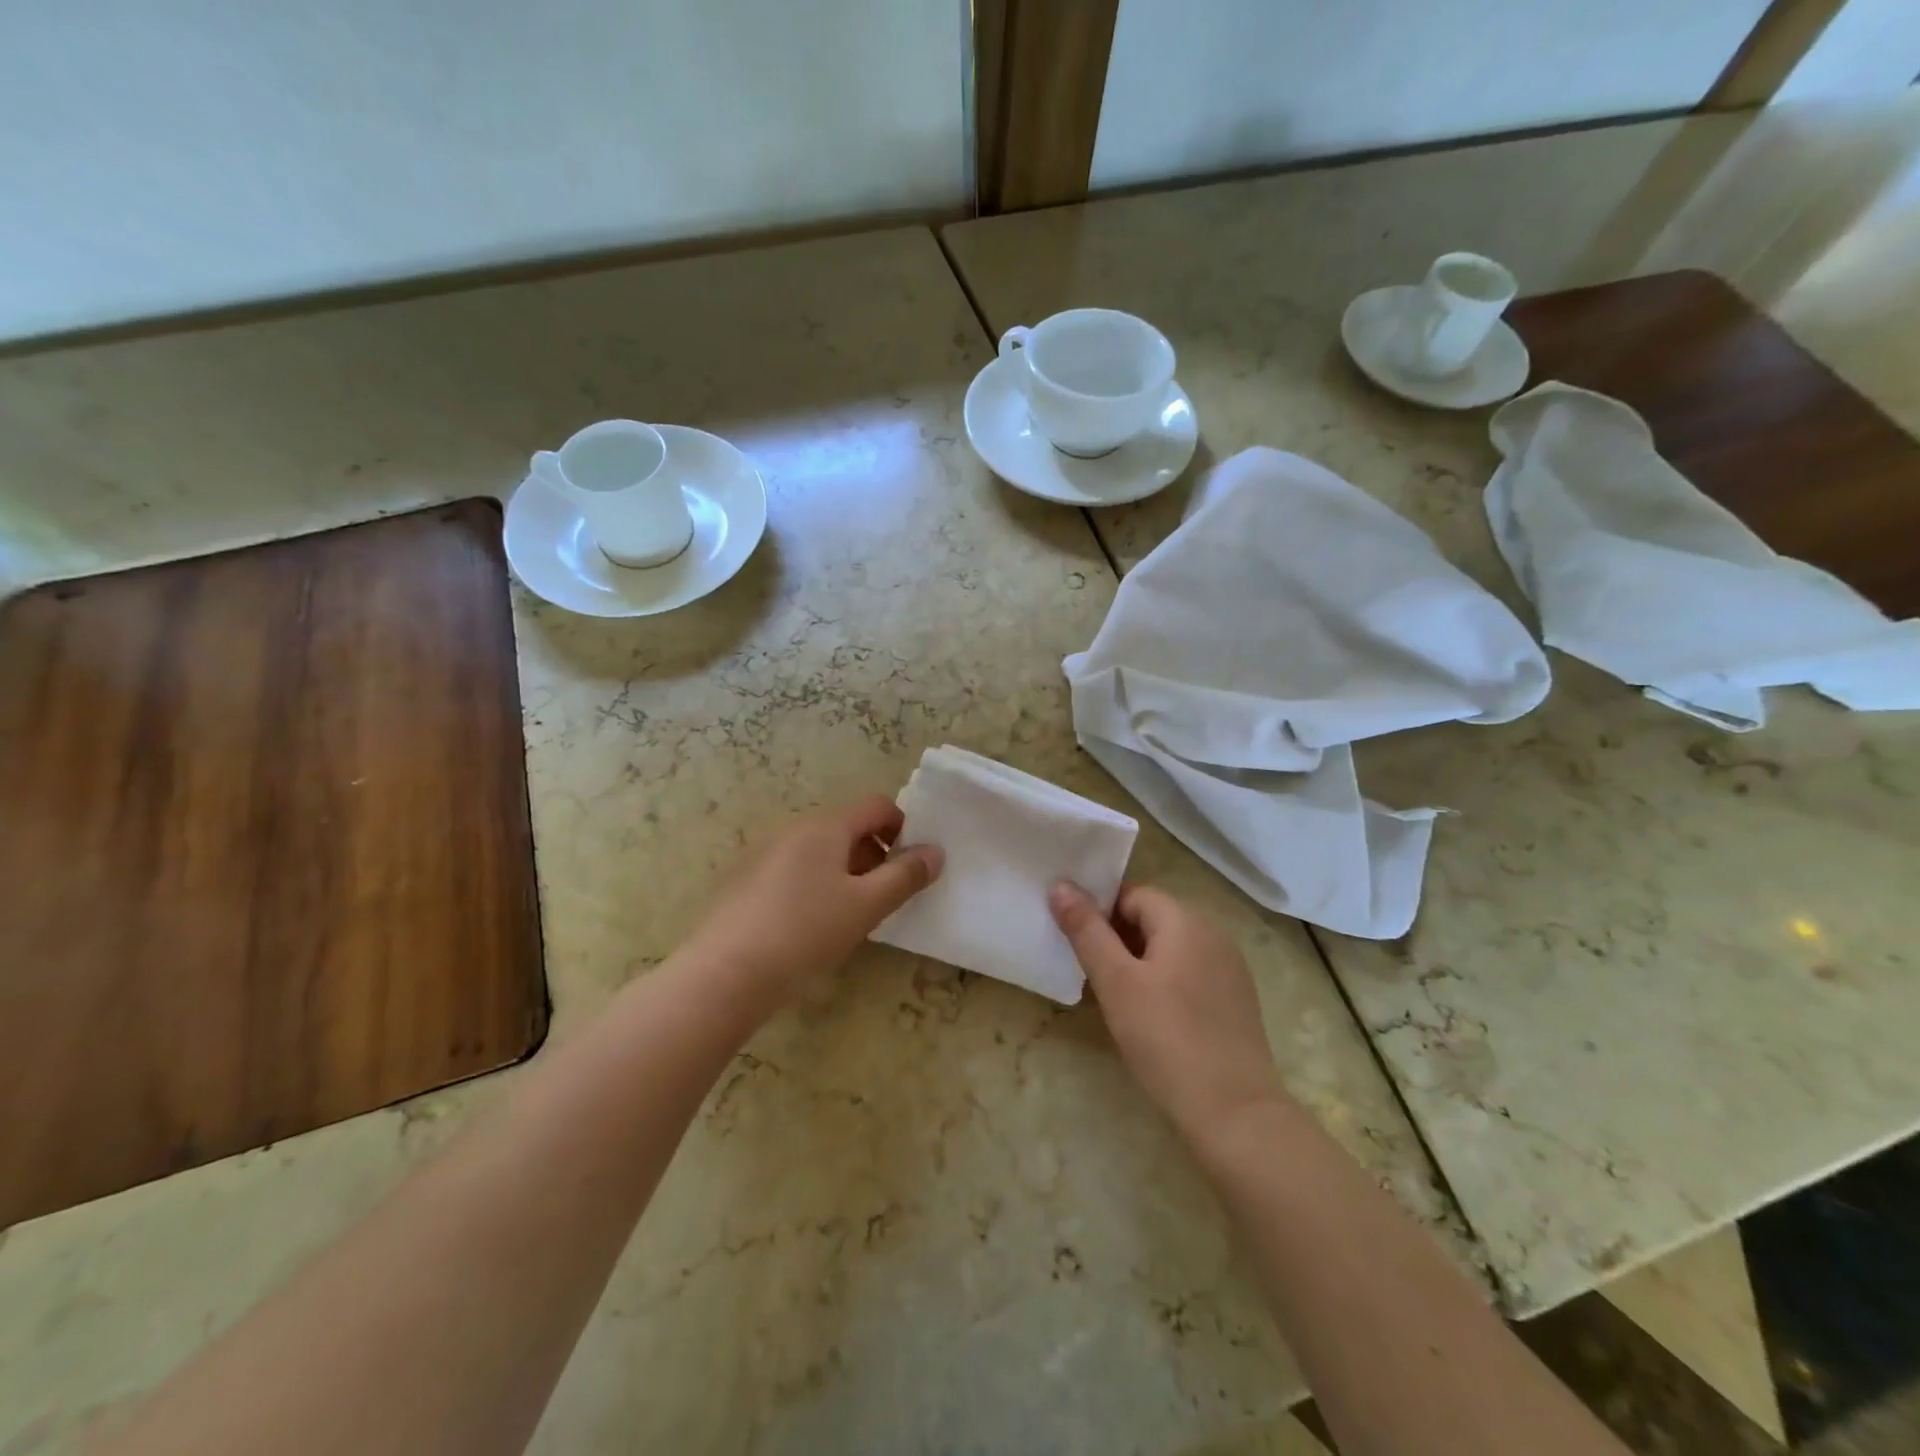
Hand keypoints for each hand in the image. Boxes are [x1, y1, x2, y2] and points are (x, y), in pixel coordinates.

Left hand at [687, 796, 941, 1013]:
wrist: (724, 974)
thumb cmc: (805, 932)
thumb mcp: (866, 906)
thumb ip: (906, 876)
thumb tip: (935, 852)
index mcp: (825, 826)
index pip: (877, 806)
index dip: (903, 828)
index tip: (912, 865)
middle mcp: (793, 829)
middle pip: (847, 828)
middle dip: (874, 855)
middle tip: (885, 897)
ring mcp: (764, 853)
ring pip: (820, 851)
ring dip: (846, 872)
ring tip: (850, 916)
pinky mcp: (744, 880)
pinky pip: (793, 869)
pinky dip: (814, 885)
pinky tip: (810, 926)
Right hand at [1050, 881, 1286, 1141]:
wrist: (1234, 1111)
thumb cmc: (1166, 1038)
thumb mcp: (1116, 982)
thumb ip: (1087, 931)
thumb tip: (1061, 885)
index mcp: (1185, 919)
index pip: (1132, 894)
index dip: (1100, 912)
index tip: (1077, 943)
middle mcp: (1213, 932)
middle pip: (1153, 918)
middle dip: (1117, 937)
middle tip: (1090, 972)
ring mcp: (1230, 966)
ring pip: (1171, 947)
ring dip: (1140, 961)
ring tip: (1116, 996)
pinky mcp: (1236, 999)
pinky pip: (1191, 972)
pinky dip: (1166, 981)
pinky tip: (1152, 1017)